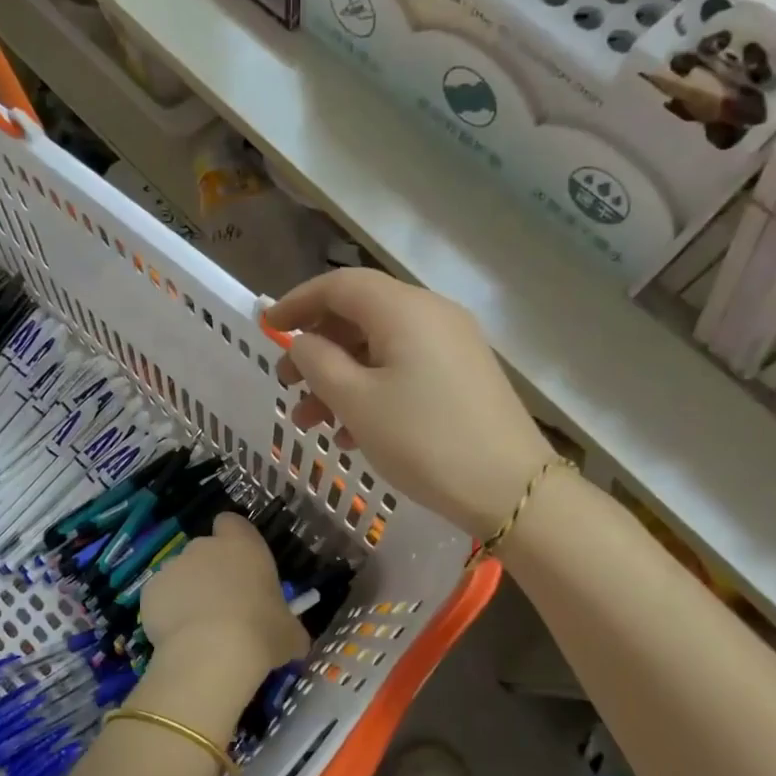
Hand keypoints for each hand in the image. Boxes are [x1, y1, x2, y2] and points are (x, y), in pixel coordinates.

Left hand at [136, 514, 307, 733]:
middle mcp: (205, 547)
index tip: (239, 564)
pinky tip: (177, 639)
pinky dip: (166, 612)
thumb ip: (289, 628)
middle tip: (224, 606)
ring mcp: (173, 566)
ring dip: (188, 593)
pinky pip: (160, 597)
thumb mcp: (289, 634)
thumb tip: (295, 640)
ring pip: (180, 574)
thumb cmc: (260, 633)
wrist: (211, 653)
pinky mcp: (150, 590)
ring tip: (199, 629)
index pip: (232, 523)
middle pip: (205, 550)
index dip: (233, 539)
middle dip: (210, 572)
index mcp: (243, 546)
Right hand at [269, 269, 555, 539]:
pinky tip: (351, 433)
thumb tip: (303, 343)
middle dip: (315, 348)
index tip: (264, 327)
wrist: (511, 489)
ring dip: (339, 377)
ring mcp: (451, 344)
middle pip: (358, 315)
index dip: (296, 302)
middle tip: (286, 384)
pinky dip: (370, 389)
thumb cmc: (424, 440)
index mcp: (403, 309)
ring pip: (379, 347)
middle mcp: (430, 314)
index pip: (338, 286)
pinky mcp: (462, 374)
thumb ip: (318, 362)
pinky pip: (403, 367)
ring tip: (311, 422)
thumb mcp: (356, 401)